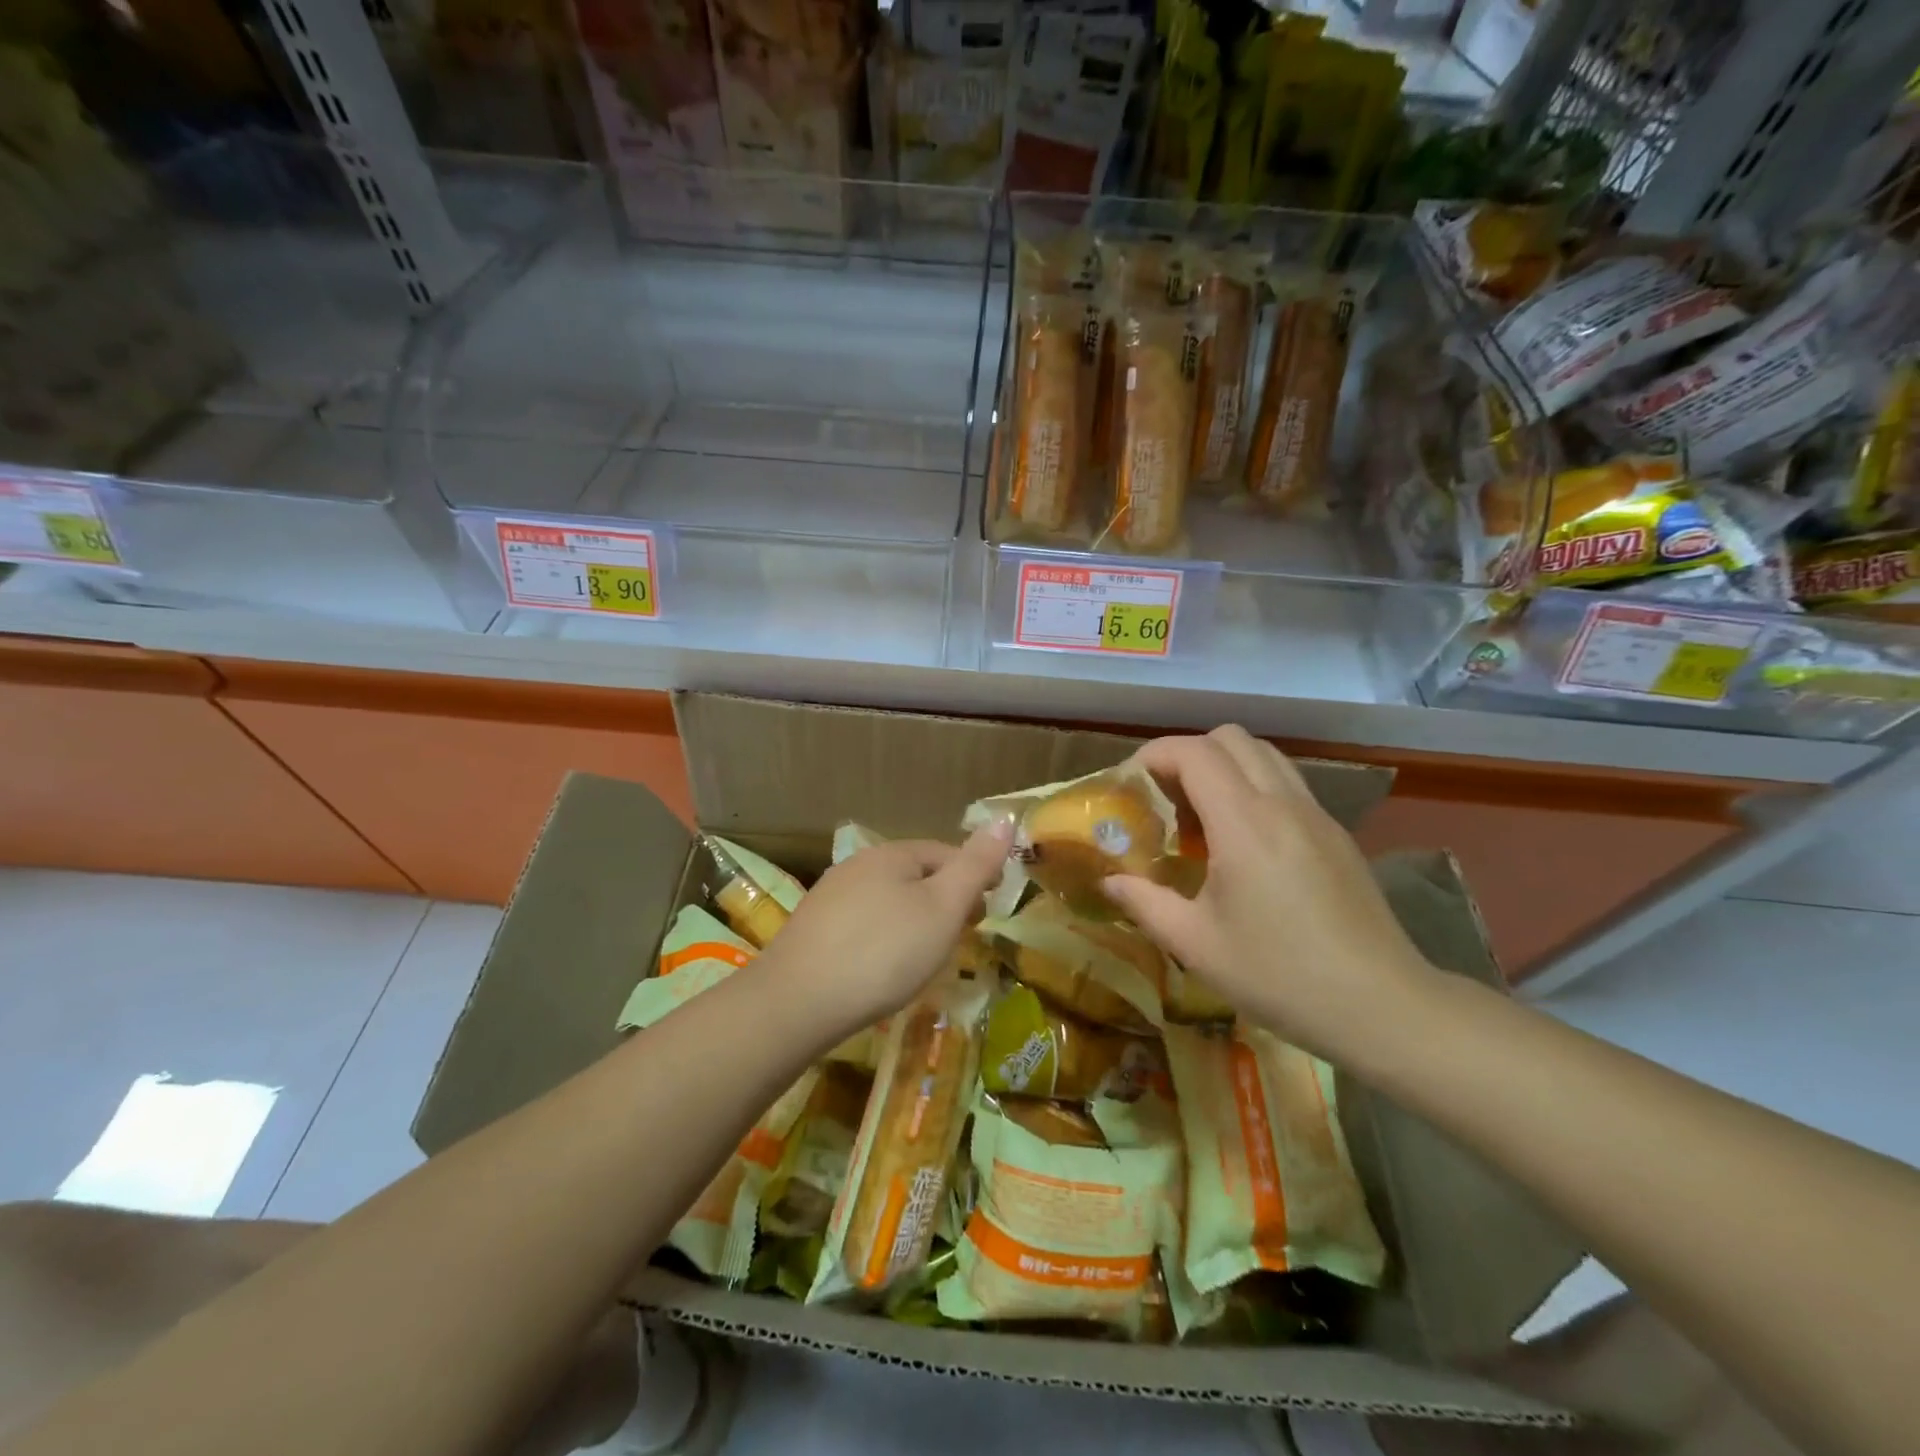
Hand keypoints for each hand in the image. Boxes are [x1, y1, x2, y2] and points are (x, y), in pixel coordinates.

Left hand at [759, 823, 1012, 1032]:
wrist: (797, 1002)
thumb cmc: (883, 952)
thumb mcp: (943, 908)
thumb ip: (975, 865)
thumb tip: (1004, 818)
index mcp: (892, 854)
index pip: (946, 853)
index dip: (974, 878)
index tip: (989, 911)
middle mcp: (858, 865)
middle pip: (916, 876)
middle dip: (944, 900)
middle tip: (963, 937)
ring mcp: (830, 896)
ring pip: (888, 900)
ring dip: (914, 920)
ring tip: (927, 956)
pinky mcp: (813, 929)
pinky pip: (863, 924)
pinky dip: (884, 938)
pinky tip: (883, 968)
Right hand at [1102, 725, 1435, 1062]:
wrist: (1382, 1006)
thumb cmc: (1279, 975)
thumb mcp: (1195, 945)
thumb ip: (1144, 902)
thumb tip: (1110, 881)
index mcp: (1244, 822)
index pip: (1194, 751)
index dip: (1154, 755)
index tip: (1130, 786)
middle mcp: (1282, 803)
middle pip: (1230, 738)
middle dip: (1187, 754)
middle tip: (1164, 799)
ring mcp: (1316, 815)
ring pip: (1264, 754)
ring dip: (1223, 766)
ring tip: (1201, 817)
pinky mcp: (1336, 834)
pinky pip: (1286, 783)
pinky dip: (1253, 787)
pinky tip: (1243, 843)